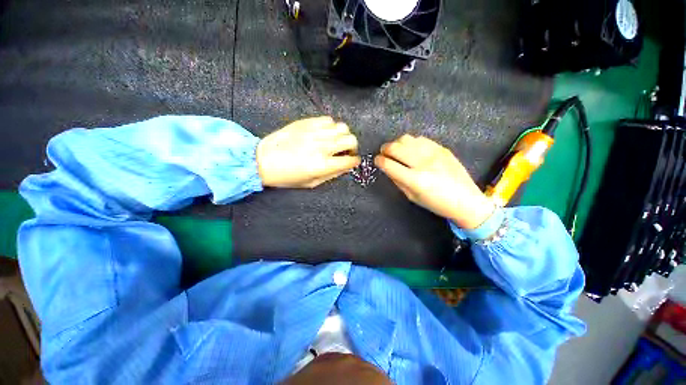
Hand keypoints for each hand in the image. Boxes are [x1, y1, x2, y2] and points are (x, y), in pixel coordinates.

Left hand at [257, 116, 360, 187]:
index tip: (353, 161)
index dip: (355, 161)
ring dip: (343, 136)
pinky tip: (325, 133)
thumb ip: (332, 174)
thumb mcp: (311, 183)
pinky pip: (328, 120)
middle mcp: (322, 147)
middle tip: (346, 151)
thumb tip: (346, 166)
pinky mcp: (306, 122)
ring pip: (342, 127)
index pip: (350, 160)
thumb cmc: (287, 176)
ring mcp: (315, 132)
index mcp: (323, 165)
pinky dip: (331, 127)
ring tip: (336, 141)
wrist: (263, 160)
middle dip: (353, 147)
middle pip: (350, 140)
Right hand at [375, 135, 494, 228]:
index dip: (379, 161)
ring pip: (407, 139)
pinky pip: (420, 139)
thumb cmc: (436, 204)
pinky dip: (411, 142)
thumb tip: (387, 168)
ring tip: (395, 150)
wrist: (466, 201)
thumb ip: (397, 181)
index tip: (376, 160)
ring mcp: (434, 153)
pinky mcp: (442, 148)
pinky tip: (410, 148)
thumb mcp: (412, 197)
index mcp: (415, 180)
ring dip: (396, 143)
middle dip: (385, 149)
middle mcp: (423, 163)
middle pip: (396, 148)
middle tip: (383, 153)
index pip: (389, 165)